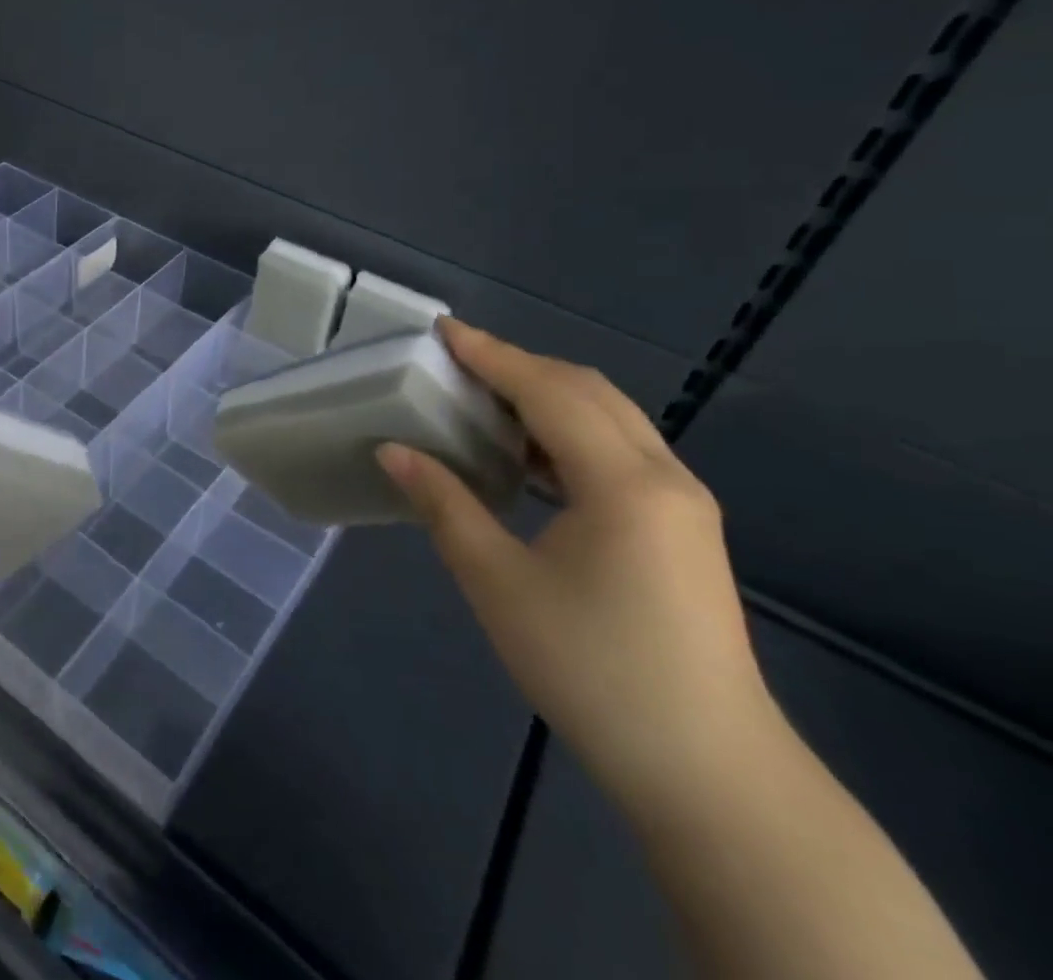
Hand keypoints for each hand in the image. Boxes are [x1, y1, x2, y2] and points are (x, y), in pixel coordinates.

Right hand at [376, 321, 782, 818]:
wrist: (709, 773)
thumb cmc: (592, 669)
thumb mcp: (499, 584)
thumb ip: (444, 505)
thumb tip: (394, 450)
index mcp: (624, 482)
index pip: (549, 391)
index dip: (492, 355)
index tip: (442, 330)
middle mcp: (664, 477)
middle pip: (587, 392)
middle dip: (519, 365)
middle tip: (456, 361)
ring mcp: (683, 505)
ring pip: (610, 419)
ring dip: (546, 397)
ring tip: (483, 399)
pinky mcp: (683, 531)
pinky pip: (620, 452)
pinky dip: (568, 433)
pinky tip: (529, 457)